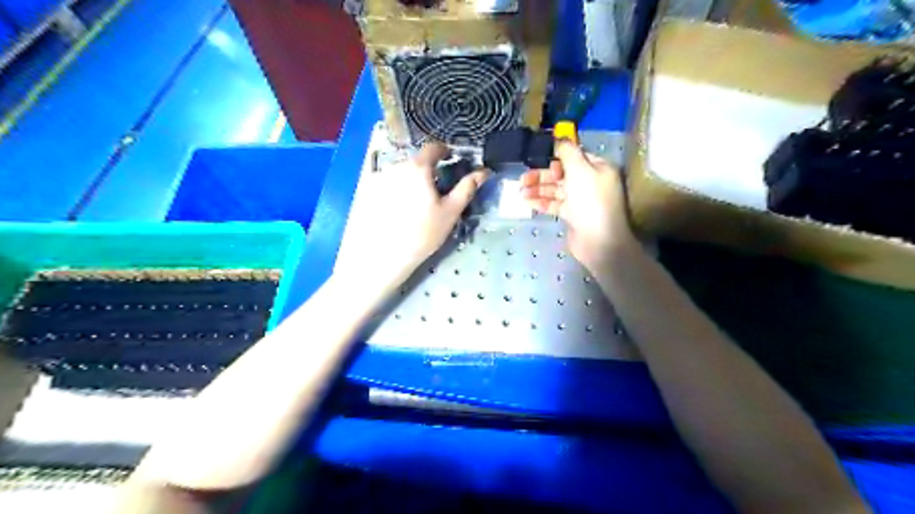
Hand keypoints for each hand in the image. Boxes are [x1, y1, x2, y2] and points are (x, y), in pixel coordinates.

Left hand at [335, 143, 489, 292]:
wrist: (383, 256)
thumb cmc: (423, 233)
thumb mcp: (450, 211)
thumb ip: (467, 188)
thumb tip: (484, 172)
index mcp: (417, 167)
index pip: (432, 147)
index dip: (444, 151)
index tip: (451, 160)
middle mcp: (395, 166)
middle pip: (415, 161)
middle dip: (427, 170)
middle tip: (435, 190)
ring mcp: (378, 178)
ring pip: (400, 172)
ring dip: (410, 180)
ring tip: (415, 203)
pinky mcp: (366, 192)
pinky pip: (385, 184)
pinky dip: (394, 190)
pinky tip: (397, 210)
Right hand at [523, 139, 637, 270]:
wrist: (599, 241)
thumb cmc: (590, 201)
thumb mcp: (580, 170)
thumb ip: (567, 152)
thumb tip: (559, 137)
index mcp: (597, 168)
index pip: (574, 156)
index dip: (555, 157)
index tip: (538, 159)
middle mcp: (590, 182)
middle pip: (562, 173)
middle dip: (542, 175)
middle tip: (523, 178)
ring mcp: (581, 200)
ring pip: (556, 190)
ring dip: (538, 189)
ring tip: (520, 191)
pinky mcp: (572, 215)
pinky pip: (555, 204)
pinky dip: (542, 202)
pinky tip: (527, 202)